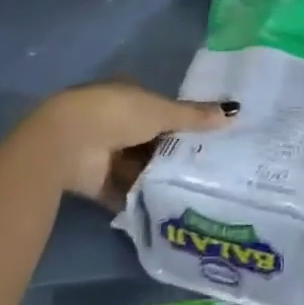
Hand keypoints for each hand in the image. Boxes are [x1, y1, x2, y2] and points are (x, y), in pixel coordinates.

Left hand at [25, 81, 234, 207]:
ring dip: (157, 177)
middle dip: (171, 153)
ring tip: (195, 192)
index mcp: (128, 94)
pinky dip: (141, 199)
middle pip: (150, 139)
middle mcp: (116, 121)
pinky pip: (125, 191)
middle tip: (207, 170)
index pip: (160, 108)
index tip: (207, 139)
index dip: (181, 122)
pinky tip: (167, 210)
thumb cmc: (118, 114)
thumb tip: (234, 111)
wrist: (69, 142)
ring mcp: (104, 151)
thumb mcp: (162, 111)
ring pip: (138, 166)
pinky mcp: (96, 181)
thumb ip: (195, 115)